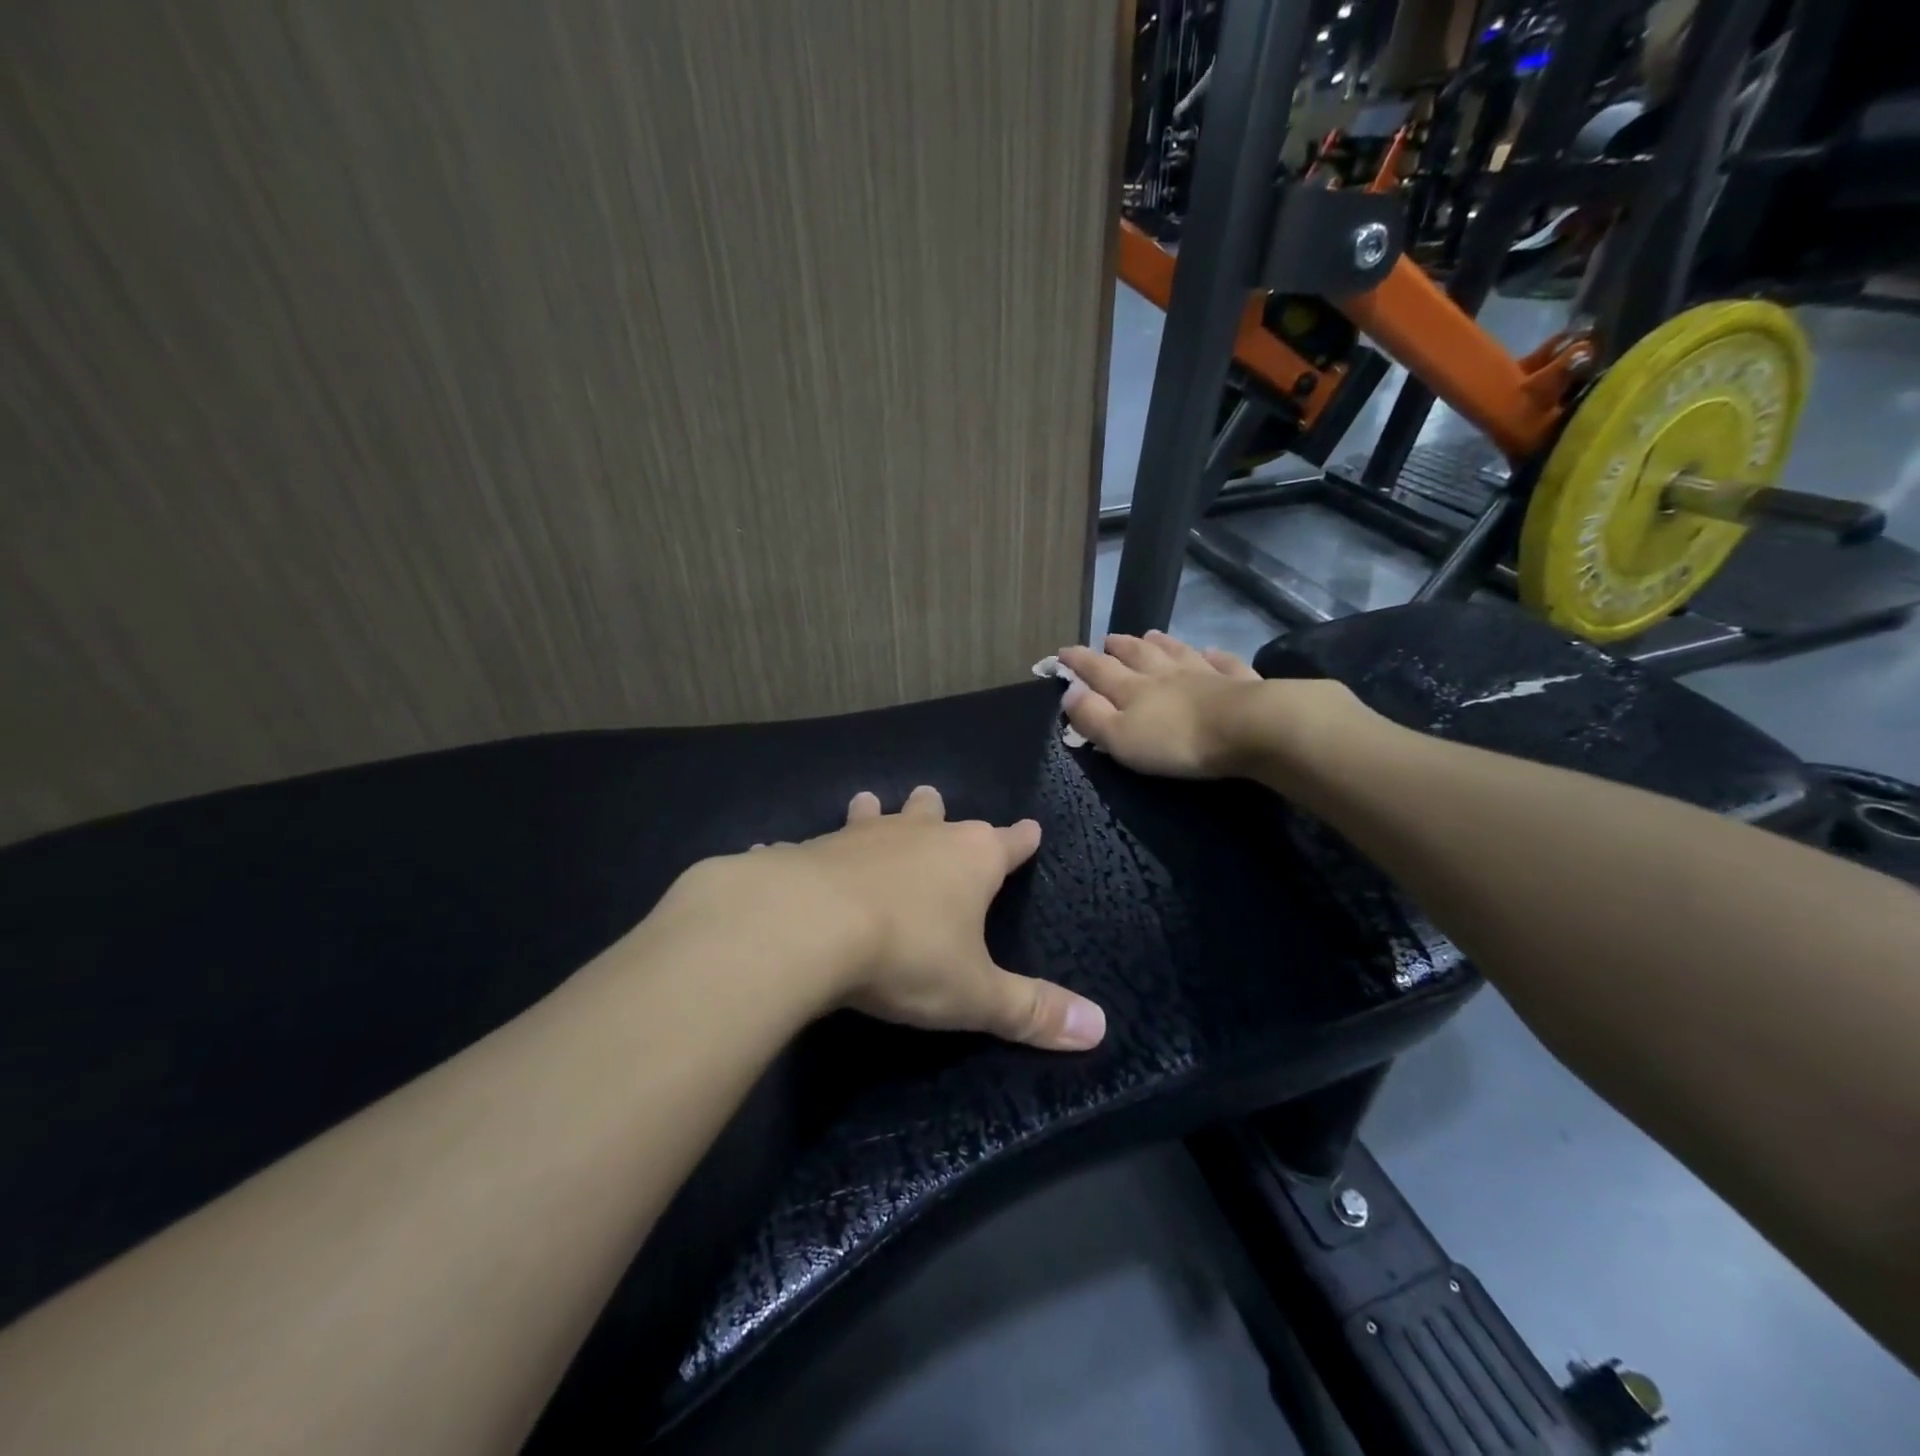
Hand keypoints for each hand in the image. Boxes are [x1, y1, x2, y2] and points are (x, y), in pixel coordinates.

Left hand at [669, 787, 1106, 1051]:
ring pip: (875, 814)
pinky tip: (783, 854)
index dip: (1022, 840)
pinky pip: (809, 847)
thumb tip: (1100, 1027)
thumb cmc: (907, 955)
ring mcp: (860, 837)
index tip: (1031, 828)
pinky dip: (805, 853)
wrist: (808, 926)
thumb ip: (1032, 1010)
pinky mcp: (809, 850)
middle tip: (934, 798)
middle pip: (936, 814)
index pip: (1008, 844)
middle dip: (939, 811)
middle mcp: (918, 836)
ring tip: (872, 802)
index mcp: (969, 859)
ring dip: (877, 812)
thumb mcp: (975, 994)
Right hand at [1057, 631, 1266, 777]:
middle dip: (1119, 647)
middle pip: (1137, 655)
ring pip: (1177, 652)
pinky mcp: (1239, 682)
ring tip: (1151, 635)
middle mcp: (1165, 674)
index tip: (1062, 652)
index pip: (1098, 670)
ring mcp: (1204, 674)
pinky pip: (1223, 663)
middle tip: (1108, 639)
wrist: (1248, 728)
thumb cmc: (1176, 740)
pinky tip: (1212, 652)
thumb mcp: (1121, 737)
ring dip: (1161, 644)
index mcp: (1133, 689)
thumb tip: (1069, 690)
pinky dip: (1214, 656)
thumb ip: (1092, 715)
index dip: (1078, 661)